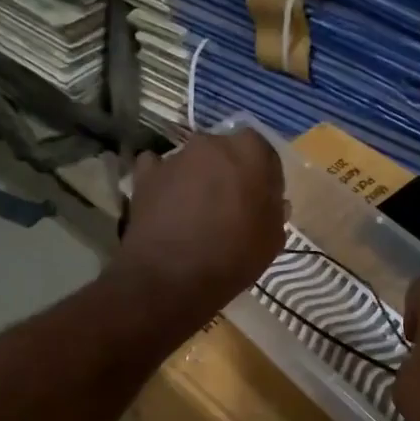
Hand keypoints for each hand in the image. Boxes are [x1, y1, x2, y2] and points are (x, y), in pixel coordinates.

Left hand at [114, 129, 285, 324]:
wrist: (172, 277)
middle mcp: (211, 143)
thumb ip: (274, 211)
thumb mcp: (271, 240)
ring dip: (196, 179)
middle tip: (228, 206)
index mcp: (250, 151)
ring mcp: (175, 157)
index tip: (261, 202)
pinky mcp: (145, 175)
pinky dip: (162, 183)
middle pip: (225, 153)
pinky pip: (157, 170)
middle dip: (228, 174)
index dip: (263, 178)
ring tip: (195, 213)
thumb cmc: (233, 256)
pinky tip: (165, 205)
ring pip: (192, 162)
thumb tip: (272, 201)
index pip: (263, 154)